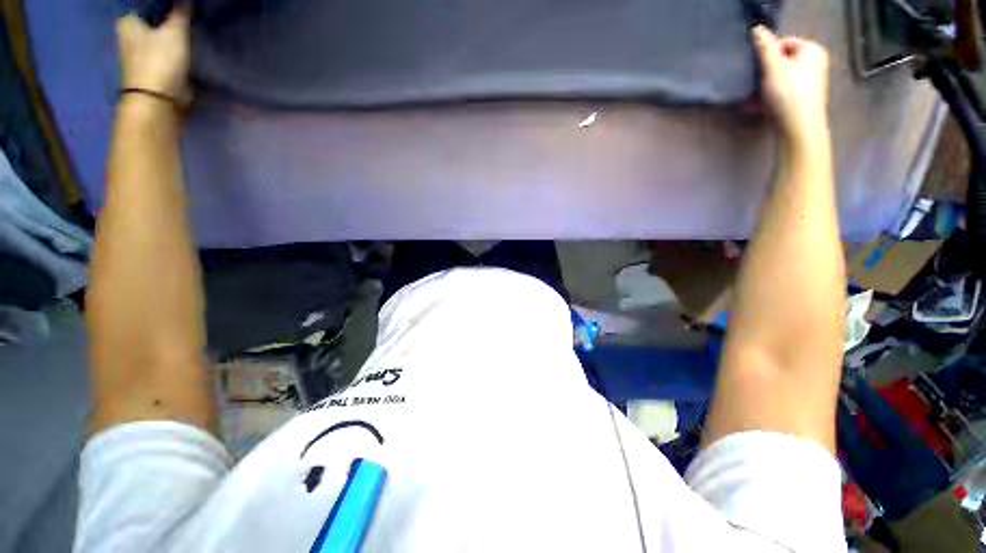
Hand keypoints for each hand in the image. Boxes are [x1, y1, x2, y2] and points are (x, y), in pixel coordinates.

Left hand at [116, 5, 191, 104]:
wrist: (158, 101)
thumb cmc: (160, 61)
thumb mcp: (174, 32)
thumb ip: (180, 13)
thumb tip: (185, 1)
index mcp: (128, 22)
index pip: (145, 5)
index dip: (162, 4)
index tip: (178, 5)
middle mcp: (129, 36)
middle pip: (151, 21)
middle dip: (166, 19)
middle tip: (185, 15)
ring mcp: (139, 55)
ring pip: (157, 37)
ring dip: (171, 35)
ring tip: (189, 30)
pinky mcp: (151, 70)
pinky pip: (164, 53)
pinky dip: (174, 50)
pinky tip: (185, 49)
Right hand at [752, 25, 829, 141]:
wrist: (799, 127)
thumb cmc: (788, 94)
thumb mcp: (773, 67)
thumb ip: (765, 46)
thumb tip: (757, 29)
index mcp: (812, 50)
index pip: (784, 43)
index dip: (767, 54)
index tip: (756, 68)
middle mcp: (815, 63)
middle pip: (782, 62)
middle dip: (764, 74)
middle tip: (752, 86)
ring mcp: (811, 82)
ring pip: (781, 78)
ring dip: (763, 88)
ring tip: (752, 100)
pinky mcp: (804, 99)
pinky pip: (783, 92)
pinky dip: (770, 97)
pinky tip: (760, 107)